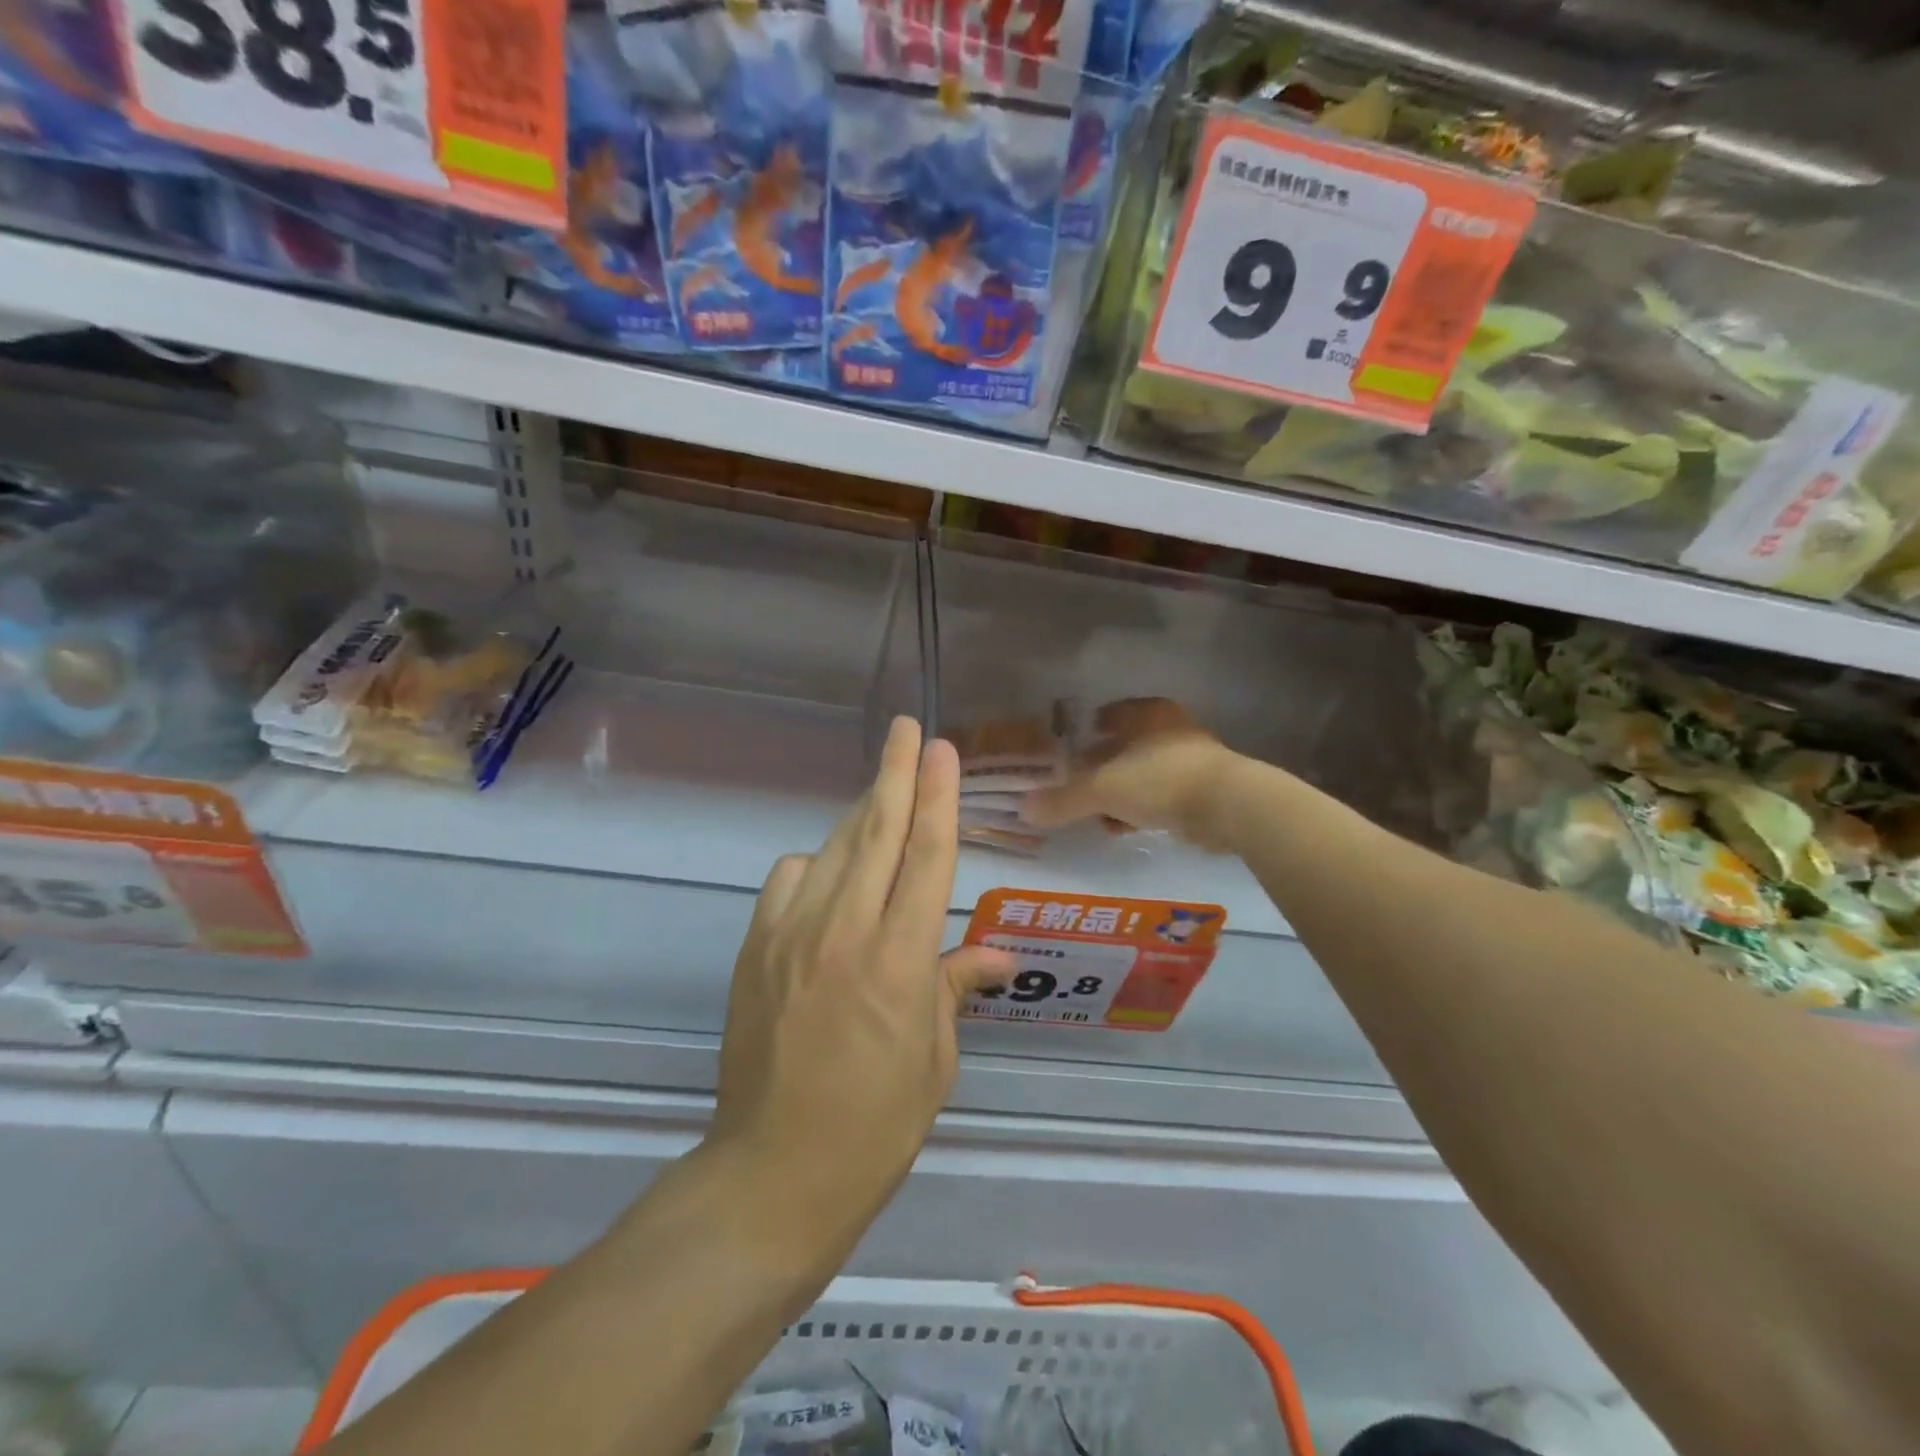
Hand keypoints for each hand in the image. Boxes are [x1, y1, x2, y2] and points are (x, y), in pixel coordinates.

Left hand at [707, 717, 1011, 1258]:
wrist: (774, 1172)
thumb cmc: (875, 1125)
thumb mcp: (934, 1059)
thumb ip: (956, 987)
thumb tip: (998, 955)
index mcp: (899, 960)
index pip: (927, 855)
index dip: (939, 796)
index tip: (942, 750)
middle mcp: (845, 931)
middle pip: (877, 831)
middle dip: (895, 773)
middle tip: (905, 729)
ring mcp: (791, 935)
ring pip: (833, 848)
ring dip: (862, 814)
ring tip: (884, 791)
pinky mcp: (755, 947)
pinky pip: (788, 880)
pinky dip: (814, 864)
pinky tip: (829, 874)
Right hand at [1021, 698, 1241, 850]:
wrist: (1228, 806)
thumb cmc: (1160, 779)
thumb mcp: (1103, 789)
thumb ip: (1064, 799)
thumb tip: (1024, 808)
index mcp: (1146, 713)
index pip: (1106, 715)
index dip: (1082, 732)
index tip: (1063, 754)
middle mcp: (1168, 728)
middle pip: (1121, 747)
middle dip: (1097, 769)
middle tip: (1072, 788)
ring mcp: (1188, 759)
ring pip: (1139, 773)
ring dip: (1117, 794)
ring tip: (1094, 816)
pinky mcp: (1201, 789)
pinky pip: (1158, 796)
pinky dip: (1139, 810)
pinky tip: (1122, 829)